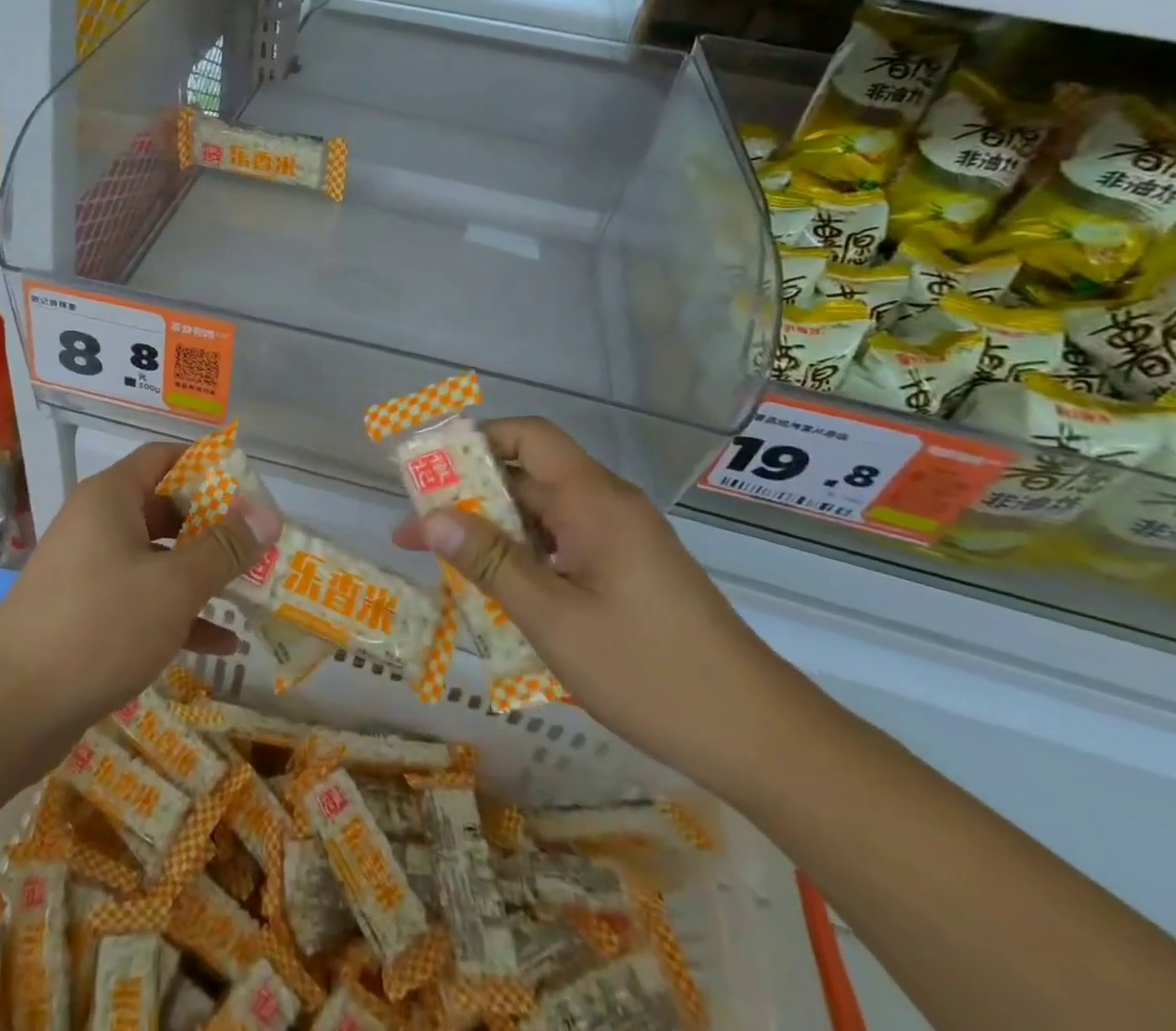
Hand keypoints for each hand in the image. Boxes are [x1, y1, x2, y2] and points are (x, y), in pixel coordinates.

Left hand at [0, 442, 277, 722]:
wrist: (9, 706)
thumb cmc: (99, 625)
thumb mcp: (174, 585)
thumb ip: (224, 548)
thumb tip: (267, 513)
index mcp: (112, 498)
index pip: (165, 458)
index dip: (209, 467)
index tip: (251, 490)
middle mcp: (98, 524)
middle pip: (166, 509)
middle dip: (214, 528)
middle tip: (259, 546)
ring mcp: (91, 570)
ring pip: (158, 559)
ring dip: (202, 575)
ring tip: (252, 592)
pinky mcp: (88, 614)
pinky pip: (143, 600)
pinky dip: (179, 614)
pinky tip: (221, 645)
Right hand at [393, 418, 813, 791]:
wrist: (759, 737)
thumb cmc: (649, 671)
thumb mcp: (553, 618)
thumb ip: (490, 562)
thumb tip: (431, 516)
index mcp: (594, 501)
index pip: (528, 437)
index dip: (475, 439)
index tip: (428, 468)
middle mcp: (607, 507)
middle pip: (527, 477)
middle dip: (468, 498)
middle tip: (416, 533)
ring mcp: (621, 540)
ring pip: (541, 517)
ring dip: (493, 535)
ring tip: (444, 568)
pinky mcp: (628, 571)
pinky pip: (562, 546)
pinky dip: (524, 560)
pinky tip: (497, 596)